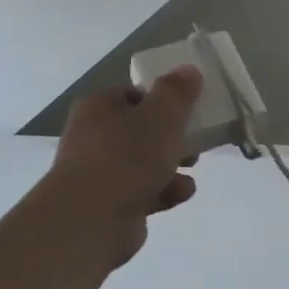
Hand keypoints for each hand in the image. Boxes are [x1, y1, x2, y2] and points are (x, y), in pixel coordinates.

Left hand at [38, 67, 202, 268]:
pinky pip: (143, 191)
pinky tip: (178, 195)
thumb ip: (177, 92)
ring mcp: (99, 173)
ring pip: (144, 163)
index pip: (133, 95)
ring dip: (172, 167)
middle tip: (195, 142)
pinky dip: (163, 191)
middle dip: (173, 138)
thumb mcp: (162, 115)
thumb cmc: (127, 156)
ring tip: (192, 169)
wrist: (92, 218)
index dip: (162, 101)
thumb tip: (189, 70)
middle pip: (141, 131)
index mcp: (99, 108)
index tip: (187, 112)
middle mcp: (93, 137)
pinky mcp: (109, 205)